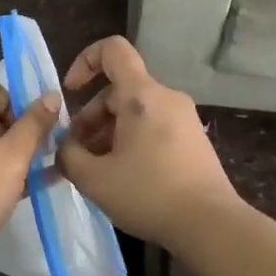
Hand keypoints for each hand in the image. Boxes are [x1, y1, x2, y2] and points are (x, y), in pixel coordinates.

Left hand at [0, 80, 59, 275]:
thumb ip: (34, 124)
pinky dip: (7, 175)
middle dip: (23, 129)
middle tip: (47, 147)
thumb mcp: (13, 155)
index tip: (38, 124)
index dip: (17, 101)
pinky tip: (36, 187)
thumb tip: (52, 94)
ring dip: (19, 154)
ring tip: (49, 166)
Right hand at [58, 36, 239, 250]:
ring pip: (135, 112)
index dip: (84, 61)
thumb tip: (63, 147)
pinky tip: (122, 176)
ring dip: (108, 133)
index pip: (112, 50)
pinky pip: (153, 127)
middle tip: (76, 153)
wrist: (211, 225)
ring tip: (95, 170)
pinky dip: (131, 141)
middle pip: (119, 90)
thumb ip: (67, 156)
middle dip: (90, 117)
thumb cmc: (149, 194)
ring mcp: (184, 118)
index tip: (70, 92)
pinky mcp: (193, 140)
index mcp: (141, 95)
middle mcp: (165, 97)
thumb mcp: (94, 179)